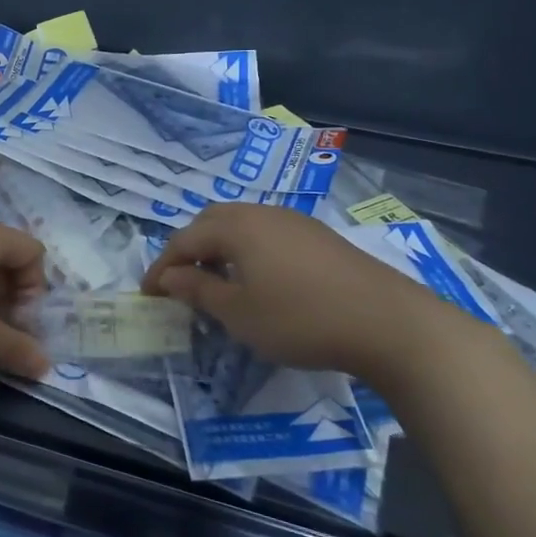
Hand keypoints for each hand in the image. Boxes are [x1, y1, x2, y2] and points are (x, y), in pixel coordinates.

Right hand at [140, 203, 479, 382]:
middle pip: (211, 221)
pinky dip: (247, 251)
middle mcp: (262, 213)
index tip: (148, 294)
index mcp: (236, 227)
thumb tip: (170, 276)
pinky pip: (267, 234)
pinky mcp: (319, 236)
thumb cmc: (299, 319)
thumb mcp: (238, 312)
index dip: (161, 267)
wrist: (387, 322)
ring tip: (215, 281)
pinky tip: (258, 279)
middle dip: (189, 249)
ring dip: (219, 248)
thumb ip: (198, 290)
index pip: (183, 240)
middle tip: (180, 281)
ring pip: (241, 225)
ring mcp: (294, 221)